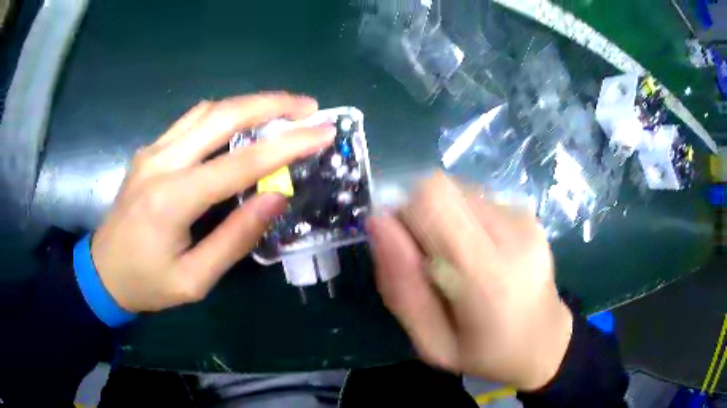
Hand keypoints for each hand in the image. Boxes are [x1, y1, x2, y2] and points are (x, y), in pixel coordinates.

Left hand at [91, 93, 335, 312]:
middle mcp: (160, 163)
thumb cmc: (147, 284)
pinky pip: (190, 120)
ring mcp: (152, 151)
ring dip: (248, 103)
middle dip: (271, 104)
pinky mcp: (149, 151)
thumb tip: (275, 197)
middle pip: (222, 116)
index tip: (323, 132)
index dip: (286, 145)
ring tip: (282, 109)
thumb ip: (235, 238)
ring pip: (207, 110)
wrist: (102, 272)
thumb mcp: (194, 280)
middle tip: (309, 107)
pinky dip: (223, 113)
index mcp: (171, 201)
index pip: (239, 163)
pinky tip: (240, 120)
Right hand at [367, 172, 572, 389]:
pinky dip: (463, 220)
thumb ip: (401, 286)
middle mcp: (512, 233)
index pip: (432, 199)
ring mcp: (524, 218)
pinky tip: (477, 254)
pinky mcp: (526, 212)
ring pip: (456, 190)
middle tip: (429, 261)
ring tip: (458, 261)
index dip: (404, 214)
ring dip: (442, 219)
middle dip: (419, 217)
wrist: (543, 340)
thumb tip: (378, 221)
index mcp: (489, 276)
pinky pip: (475, 198)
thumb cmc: (483, 352)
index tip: (404, 249)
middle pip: (440, 188)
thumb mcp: (430, 342)